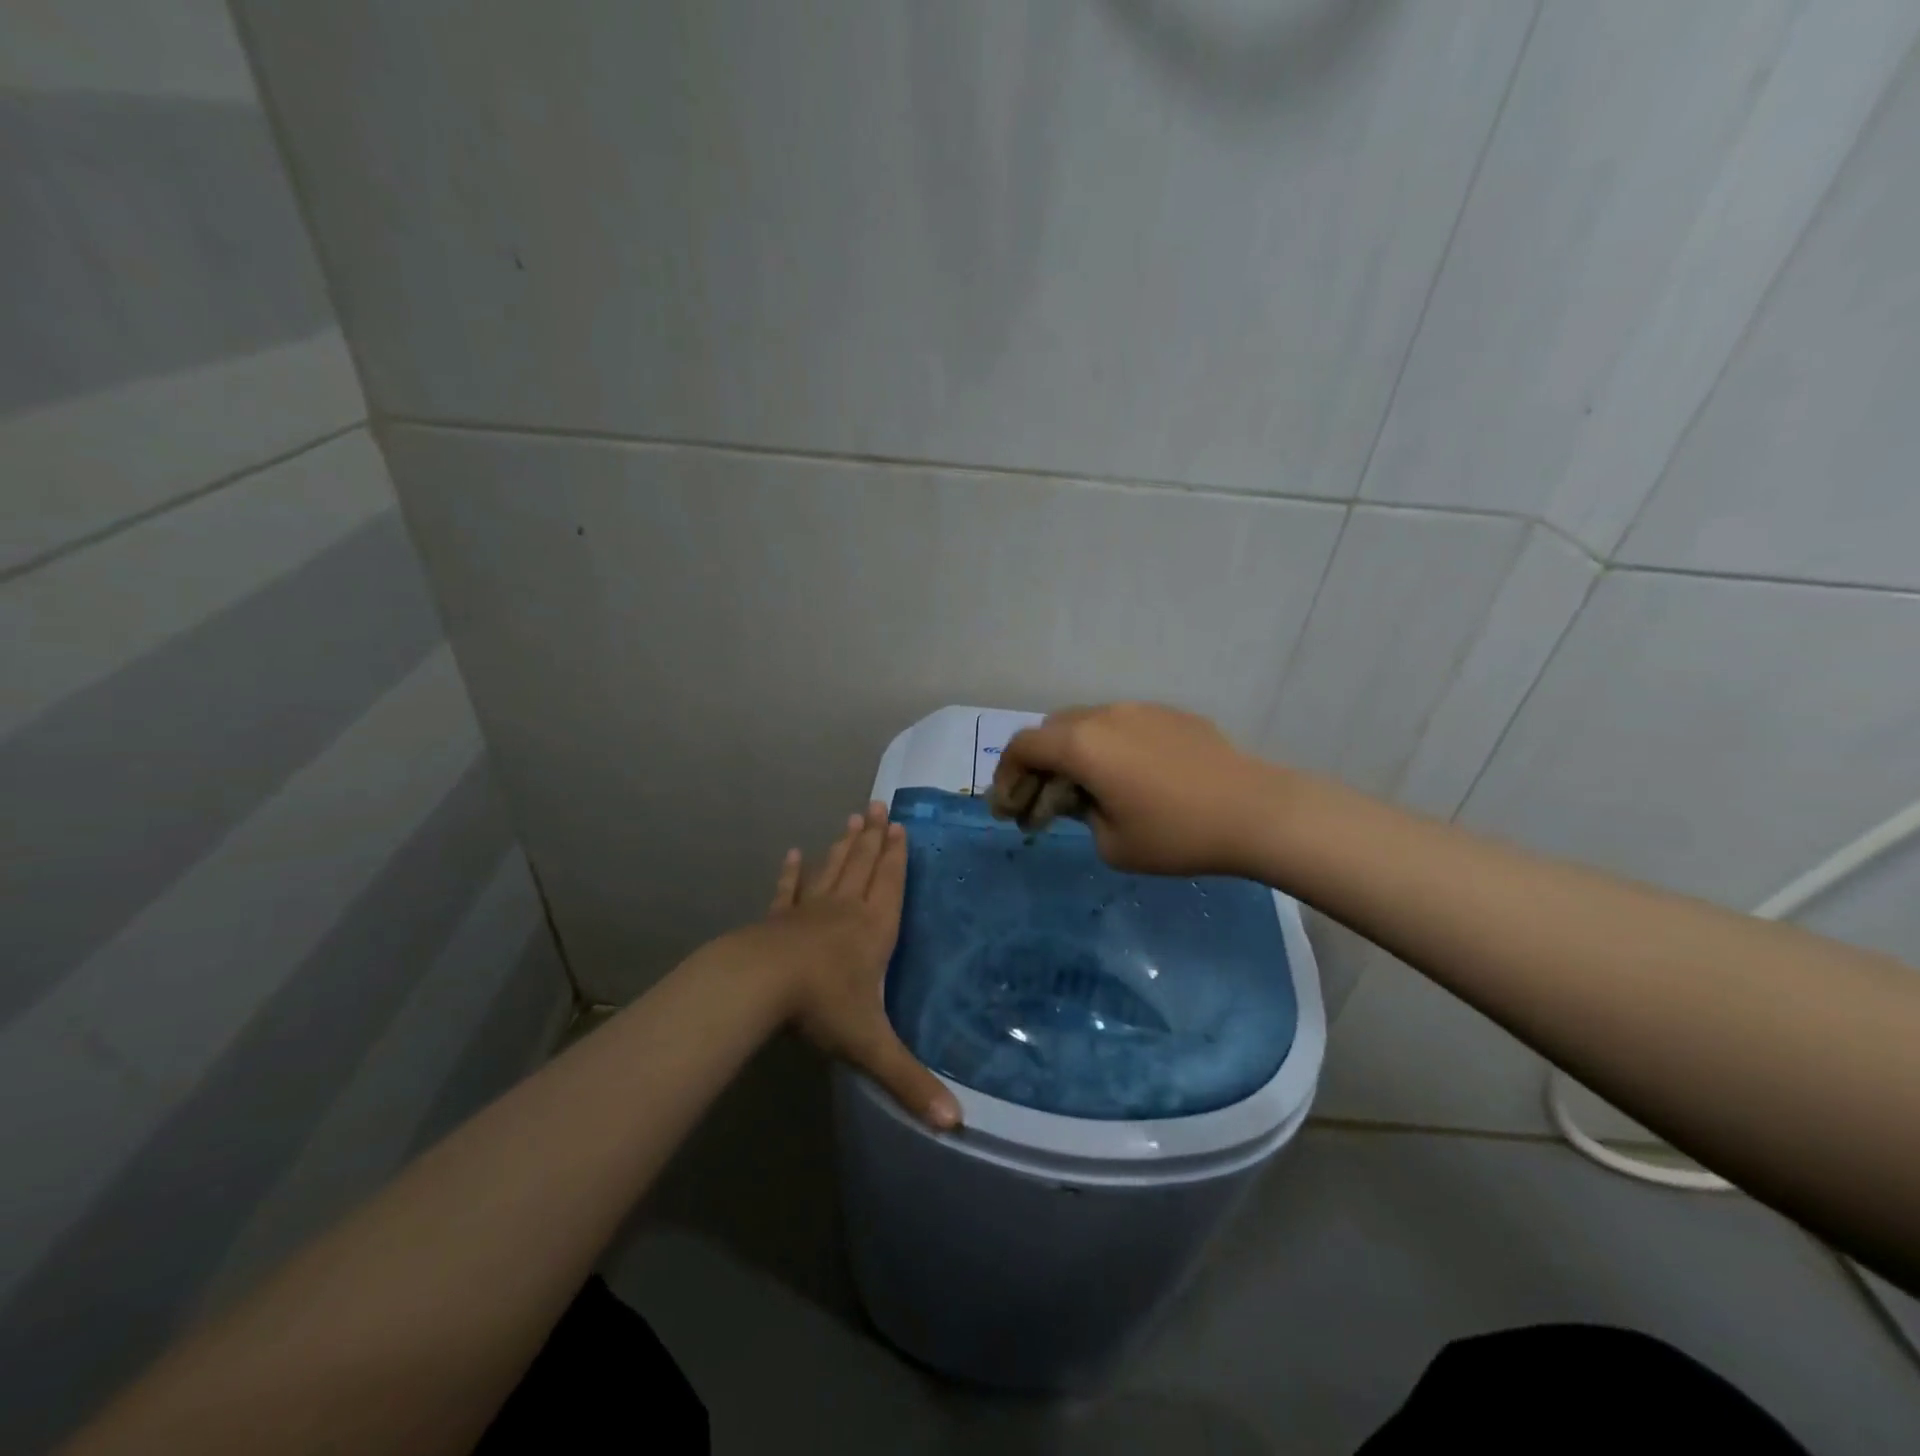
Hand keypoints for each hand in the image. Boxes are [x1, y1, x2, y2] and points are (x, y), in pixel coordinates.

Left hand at [750, 802, 960, 1129]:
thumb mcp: (872, 1045)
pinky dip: (792, 872)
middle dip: (873, 839)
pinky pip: (789, 890)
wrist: (758, 985)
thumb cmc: (822, 1006)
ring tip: (852, 819)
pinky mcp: (778, 919)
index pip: (890, 885)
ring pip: (832, 869)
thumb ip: (911, 1082)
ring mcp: (808, 911)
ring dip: (843, 846)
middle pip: (863, 867)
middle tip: (878, 806)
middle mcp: (845, 911)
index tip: (899, 827)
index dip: (897, 857)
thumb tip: (957, 1125)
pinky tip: (793, 854)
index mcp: (873, 930)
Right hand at [994, 703, 1279, 876]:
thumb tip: (1084, 799)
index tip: (1007, 810)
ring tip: (1083, 793)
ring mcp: (1139, 709)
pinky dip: (1106, 749)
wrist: (1256, 811)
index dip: (1004, 777)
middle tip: (1040, 806)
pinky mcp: (1168, 714)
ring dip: (1071, 756)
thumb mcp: (1111, 843)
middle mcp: (1103, 715)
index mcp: (1081, 744)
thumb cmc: (1176, 834)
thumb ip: (1080, 815)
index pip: (1023, 747)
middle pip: (1050, 731)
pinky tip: (1126, 780)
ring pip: (1086, 725)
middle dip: (1036, 768)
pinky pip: (1121, 726)